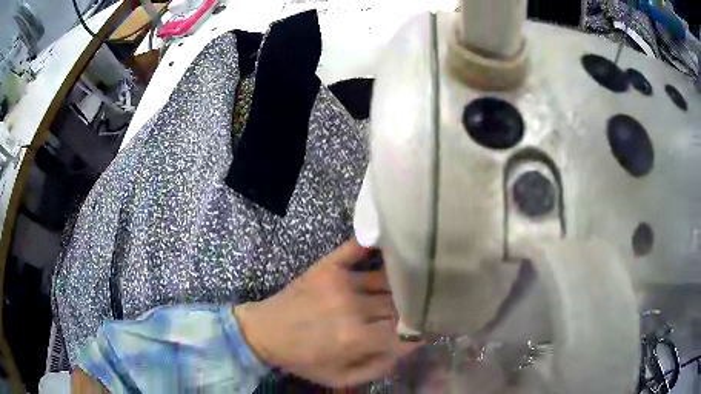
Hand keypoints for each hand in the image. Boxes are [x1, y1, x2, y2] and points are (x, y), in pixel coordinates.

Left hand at [234, 238, 417, 386]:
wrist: (264, 333)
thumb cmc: (303, 359)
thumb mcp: (339, 378)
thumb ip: (377, 368)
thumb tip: (407, 347)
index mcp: (355, 338)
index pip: (404, 331)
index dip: (421, 330)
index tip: (430, 328)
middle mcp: (352, 307)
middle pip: (398, 304)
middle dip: (415, 307)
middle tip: (425, 306)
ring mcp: (340, 282)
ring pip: (387, 279)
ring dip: (403, 282)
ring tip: (417, 281)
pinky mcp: (328, 266)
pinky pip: (357, 249)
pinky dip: (376, 246)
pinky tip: (393, 243)